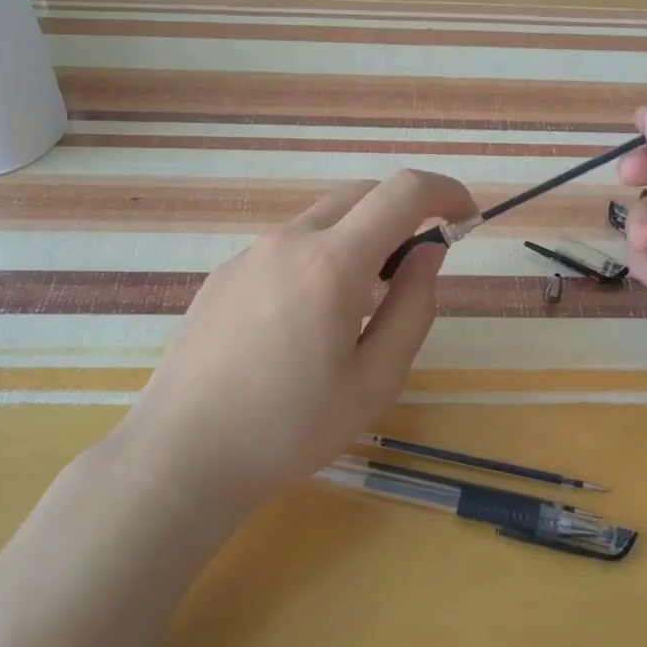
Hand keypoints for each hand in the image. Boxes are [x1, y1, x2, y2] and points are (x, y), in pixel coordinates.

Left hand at [115, 170, 477, 507]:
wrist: (182, 455)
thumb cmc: (288, 428)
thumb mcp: (375, 381)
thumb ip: (413, 308)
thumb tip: (429, 255)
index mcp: (331, 263)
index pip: (403, 192)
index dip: (445, 191)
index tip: (465, 217)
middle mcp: (289, 240)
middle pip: (362, 194)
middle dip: (403, 214)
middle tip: (415, 271)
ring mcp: (250, 253)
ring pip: (323, 219)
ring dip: (360, 239)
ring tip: (362, 305)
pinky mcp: (225, 273)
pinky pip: (288, 245)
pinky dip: (321, 256)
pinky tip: (309, 319)